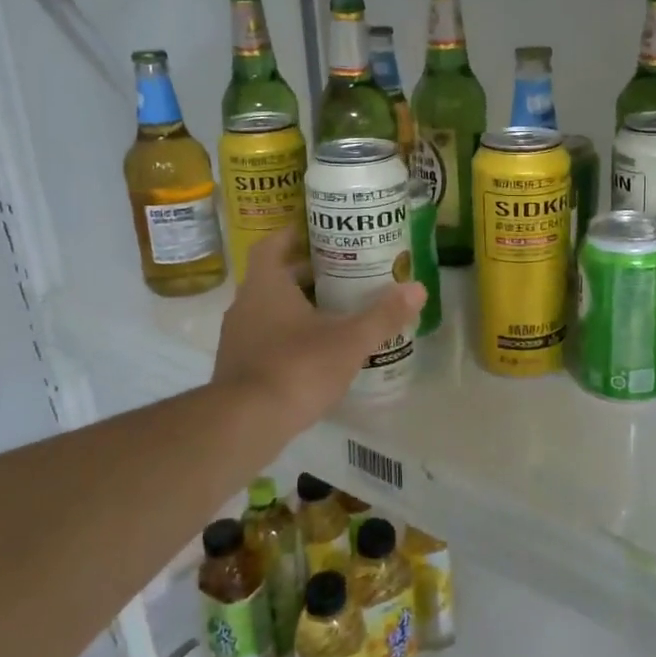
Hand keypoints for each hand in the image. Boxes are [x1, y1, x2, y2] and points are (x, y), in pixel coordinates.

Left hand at [212, 228, 424, 434]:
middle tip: (340, 272)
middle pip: (273, 278)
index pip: (272, 246)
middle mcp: (245, 305)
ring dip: (296, 307)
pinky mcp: (237, 368)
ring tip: (333, 312)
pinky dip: (287, 337)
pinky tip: (314, 352)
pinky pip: (264, 339)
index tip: (315, 232)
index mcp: (266, 285)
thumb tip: (418, 288)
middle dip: (304, 273)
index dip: (291, 235)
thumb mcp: (349, 340)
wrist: (245, 424)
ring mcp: (237, 338)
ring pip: (268, 310)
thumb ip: (383, 315)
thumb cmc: (297, 367)